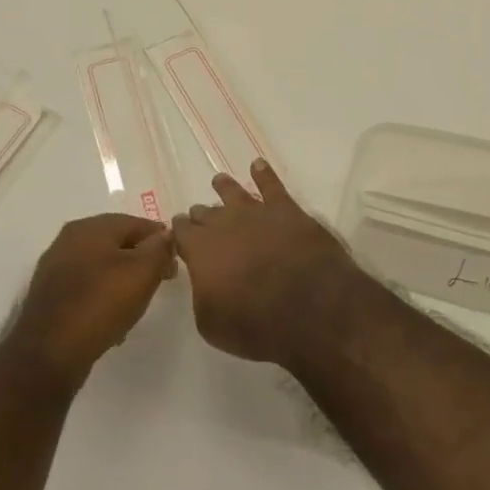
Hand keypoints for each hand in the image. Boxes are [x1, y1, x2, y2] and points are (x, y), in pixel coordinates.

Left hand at [5, 215, 176, 386]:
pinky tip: (113, 319)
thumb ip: (159, 248)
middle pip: (117, 242)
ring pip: (101, 266)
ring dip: (122, 279)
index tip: (175, 261)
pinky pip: (86, 288)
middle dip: (141, 259)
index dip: (160, 239)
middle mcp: (69, 240)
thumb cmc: (100, 304)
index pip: (136, 222)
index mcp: (90, 227)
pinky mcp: (49, 296)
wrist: (48, 354)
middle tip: (160, 279)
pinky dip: (103, 297)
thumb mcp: (142, 272)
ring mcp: (55, 268)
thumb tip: (165, 235)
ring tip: (138, 302)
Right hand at [172, 159, 359, 365]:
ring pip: (234, 193)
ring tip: (219, 181)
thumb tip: (206, 280)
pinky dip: (264, 173)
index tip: (179, 233)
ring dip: (225, 188)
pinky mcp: (287, 210)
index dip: (180, 233)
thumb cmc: (256, 324)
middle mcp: (224, 224)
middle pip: (206, 213)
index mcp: (200, 250)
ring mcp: (257, 213)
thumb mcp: (211, 324)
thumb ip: (202, 295)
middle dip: (201, 215)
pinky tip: (258, 165)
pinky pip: (272, 185)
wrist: (310, 307)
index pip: (182, 233)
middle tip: (199, 216)